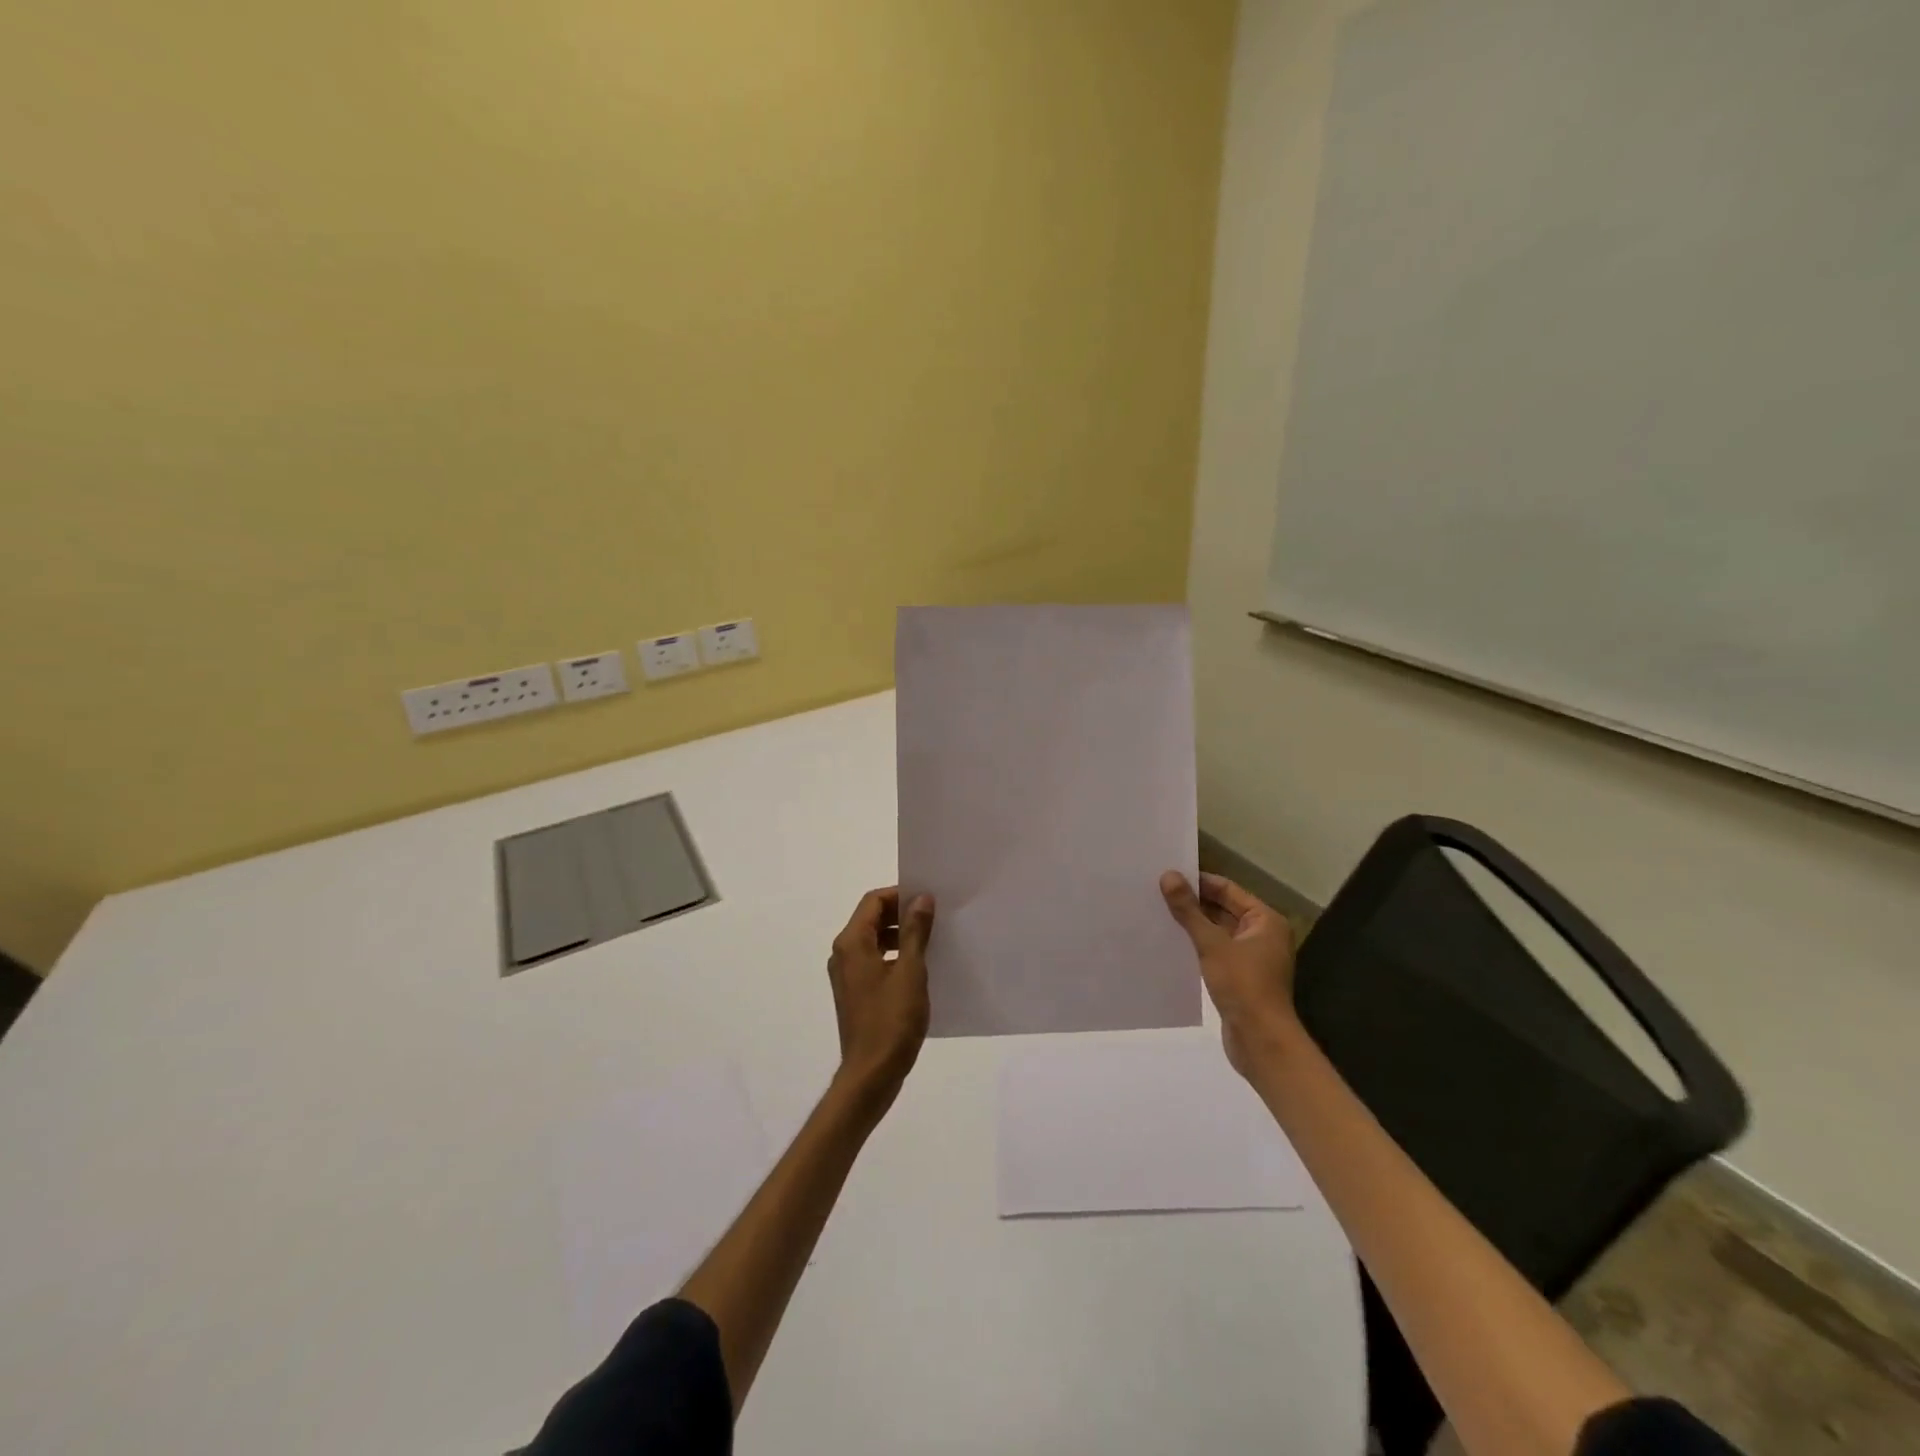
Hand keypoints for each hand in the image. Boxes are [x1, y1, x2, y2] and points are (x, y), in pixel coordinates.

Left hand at [827, 887, 934, 1105]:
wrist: (871, 1074)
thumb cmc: (891, 1021)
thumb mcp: (911, 972)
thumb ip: (915, 931)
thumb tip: (922, 898)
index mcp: (852, 943)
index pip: (873, 901)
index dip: (900, 895)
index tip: (929, 900)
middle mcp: (843, 954)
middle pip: (871, 918)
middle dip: (902, 914)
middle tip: (935, 918)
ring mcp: (847, 975)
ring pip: (874, 940)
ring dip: (900, 935)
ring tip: (932, 941)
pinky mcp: (855, 993)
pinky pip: (874, 961)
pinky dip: (895, 956)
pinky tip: (920, 968)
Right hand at [1160, 871, 1298, 1078]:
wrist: (1260, 1041)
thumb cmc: (1243, 985)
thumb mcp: (1212, 944)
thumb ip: (1189, 910)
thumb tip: (1168, 875)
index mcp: (1265, 920)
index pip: (1228, 889)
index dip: (1199, 881)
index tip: (1168, 875)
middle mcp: (1262, 934)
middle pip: (1223, 909)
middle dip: (1193, 902)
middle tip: (1157, 892)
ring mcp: (1251, 957)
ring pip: (1217, 931)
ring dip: (1193, 924)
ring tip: (1157, 912)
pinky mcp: (1239, 976)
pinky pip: (1215, 951)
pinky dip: (1196, 945)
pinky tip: (1170, 942)